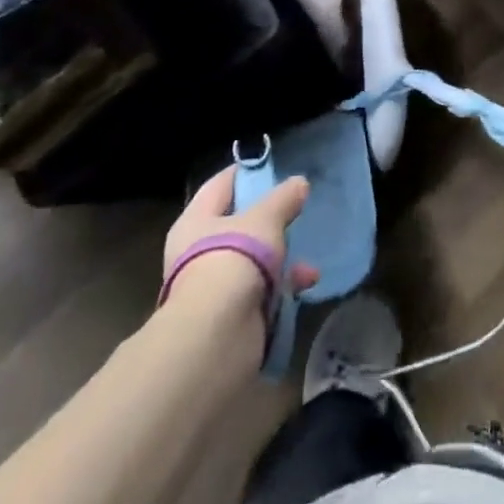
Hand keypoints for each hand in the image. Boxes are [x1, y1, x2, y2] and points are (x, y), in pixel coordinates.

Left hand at [162, 167, 320, 319]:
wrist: (218, 334)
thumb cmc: (234, 257)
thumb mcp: (266, 218)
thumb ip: (283, 198)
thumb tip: (299, 183)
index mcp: (195, 221)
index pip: (220, 185)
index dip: (245, 174)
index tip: (272, 168)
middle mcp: (197, 252)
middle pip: (236, 226)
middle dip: (268, 223)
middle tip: (294, 213)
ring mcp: (212, 286)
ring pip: (251, 262)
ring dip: (280, 260)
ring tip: (308, 261)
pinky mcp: (228, 316)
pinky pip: (259, 292)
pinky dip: (281, 288)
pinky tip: (305, 284)